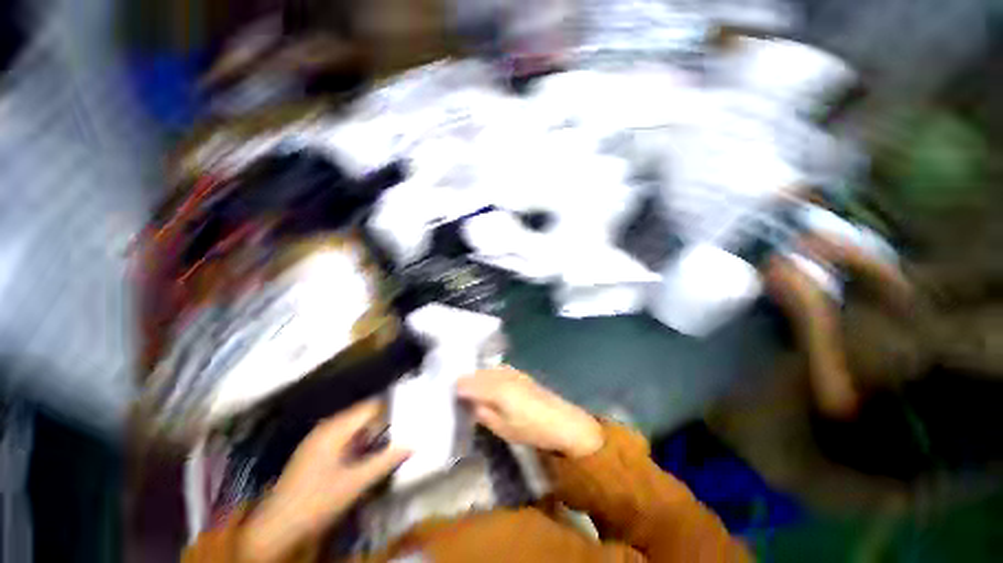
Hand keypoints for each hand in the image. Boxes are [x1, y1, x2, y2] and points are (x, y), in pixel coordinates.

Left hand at [239, 400, 408, 562]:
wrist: (275, 530)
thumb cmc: (315, 503)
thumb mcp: (355, 484)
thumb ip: (384, 462)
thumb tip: (412, 444)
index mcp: (335, 430)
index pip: (370, 407)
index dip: (389, 410)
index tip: (408, 418)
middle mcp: (326, 428)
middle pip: (362, 415)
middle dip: (381, 423)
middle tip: (401, 433)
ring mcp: (318, 440)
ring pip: (353, 428)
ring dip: (370, 435)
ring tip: (388, 444)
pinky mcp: (315, 453)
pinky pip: (344, 439)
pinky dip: (358, 443)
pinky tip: (365, 457)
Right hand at [456, 366, 603, 458]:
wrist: (562, 421)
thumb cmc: (531, 429)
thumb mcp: (502, 428)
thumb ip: (483, 413)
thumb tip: (470, 402)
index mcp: (495, 388)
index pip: (468, 382)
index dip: (457, 387)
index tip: (448, 394)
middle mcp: (502, 374)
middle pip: (477, 373)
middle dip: (465, 380)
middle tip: (456, 391)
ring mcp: (512, 372)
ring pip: (487, 370)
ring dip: (477, 376)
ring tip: (470, 387)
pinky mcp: (519, 373)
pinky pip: (498, 370)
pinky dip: (489, 375)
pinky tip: (488, 383)